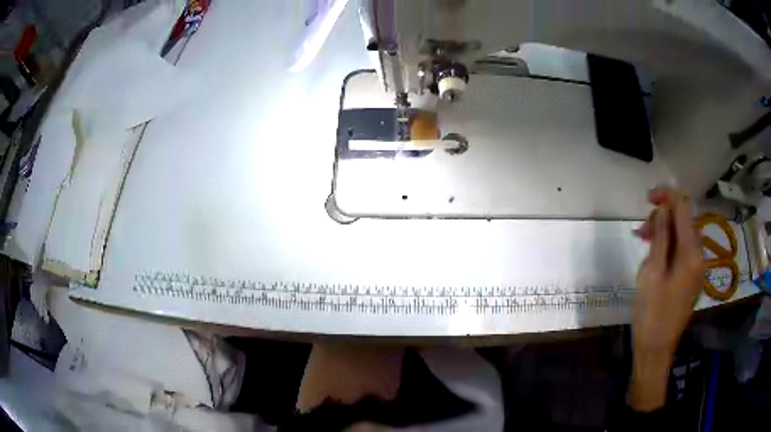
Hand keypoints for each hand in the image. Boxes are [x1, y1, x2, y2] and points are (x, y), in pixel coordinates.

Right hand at [628, 188, 703, 410]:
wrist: (656, 350)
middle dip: (663, 217)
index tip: (648, 199)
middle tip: (640, 231)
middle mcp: (699, 255)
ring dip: (664, 232)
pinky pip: (681, 250)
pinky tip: (653, 255)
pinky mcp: (690, 277)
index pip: (684, 208)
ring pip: (682, 235)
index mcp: (692, 253)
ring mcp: (696, 267)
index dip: (667, 196)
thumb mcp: (652, 273)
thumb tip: (664, 207)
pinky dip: (667, 246)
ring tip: (643, 241)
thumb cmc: (652, 314)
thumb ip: (661, 236)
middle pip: (684, 220)